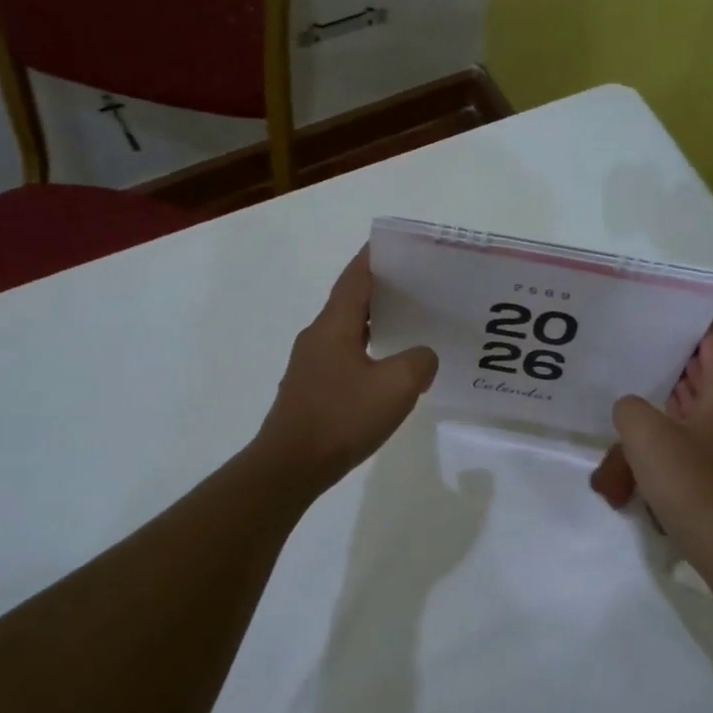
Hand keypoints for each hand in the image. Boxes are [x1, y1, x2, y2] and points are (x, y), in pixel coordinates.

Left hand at [256, 247, 437, 490]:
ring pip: (347, 331)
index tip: (398, 246)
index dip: (374, 257)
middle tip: (418, 286)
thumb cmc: (341, 418)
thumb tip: (422, 356)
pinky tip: (387, 369)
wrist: (291, 466)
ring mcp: (310, 364)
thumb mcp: (396, 387)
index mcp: (334, 326)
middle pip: (351, 301)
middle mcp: (317, 337)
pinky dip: (367, 351)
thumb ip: (418, 362)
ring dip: (375, 323)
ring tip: (409, 324)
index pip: (355, 277)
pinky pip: (344, 357)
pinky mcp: (311, 389)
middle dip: (382, 290)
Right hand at [591, 324, 712, 553]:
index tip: (670, 306)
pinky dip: (662, 431)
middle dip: (671, 359)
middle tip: (637, 341)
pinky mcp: (711, 469)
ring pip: (689, 409)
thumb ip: (630, 407)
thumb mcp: (645, 433)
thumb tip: (631, 409)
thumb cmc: (687, 479)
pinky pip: (684, 437)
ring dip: (662, 398)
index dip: (695, 321)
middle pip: (700, 374)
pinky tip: (633, 438)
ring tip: (628, 384)